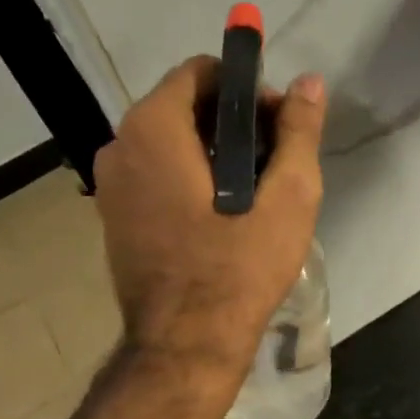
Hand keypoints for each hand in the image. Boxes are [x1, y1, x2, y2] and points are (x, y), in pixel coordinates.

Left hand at [93, 57, 326, 374]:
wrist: (185, 346)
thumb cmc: (239, 267)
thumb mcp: (288, 196)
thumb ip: (299, 131)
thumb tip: (309, 82)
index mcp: (153, 128)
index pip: (199, 72)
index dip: (245, 88)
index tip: (278, 123)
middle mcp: (119, 146)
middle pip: (183, 106)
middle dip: (232, 121)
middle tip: (275, 159)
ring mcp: (110, 186)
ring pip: (169, 143)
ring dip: (213, 151)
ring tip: (256, 189)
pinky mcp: (113, 218)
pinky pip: (155, 175)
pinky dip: (189, 177)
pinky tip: (223, 213)